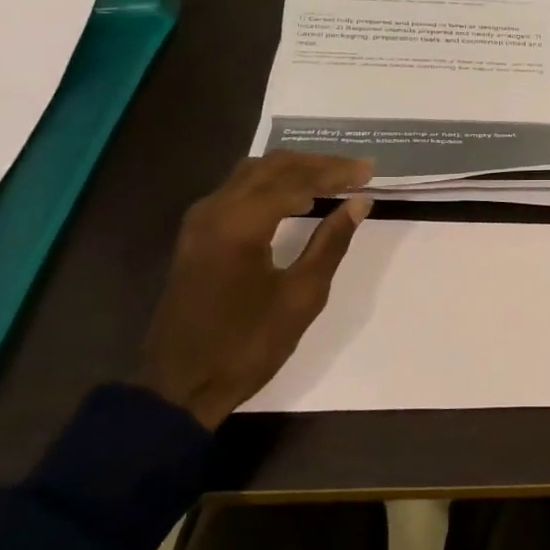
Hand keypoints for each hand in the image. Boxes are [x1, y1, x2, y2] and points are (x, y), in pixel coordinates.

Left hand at [134, 151, 374, 428]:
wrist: (179, 385)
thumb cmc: (247, 345)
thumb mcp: (301, 297)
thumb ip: (331, 243)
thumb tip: (359, 203)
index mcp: (240, 224)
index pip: (296, 180)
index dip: (336, 172)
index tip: (370, 171)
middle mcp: (214, 210)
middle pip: (271, 166)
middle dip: (317, 164)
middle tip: (356, 170)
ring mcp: (199, 222)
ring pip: (251, 174)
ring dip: (293, 171)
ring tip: (332, 179)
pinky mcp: (195, 236)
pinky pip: (236, 191)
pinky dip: (271, 185)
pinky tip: (294, 199)